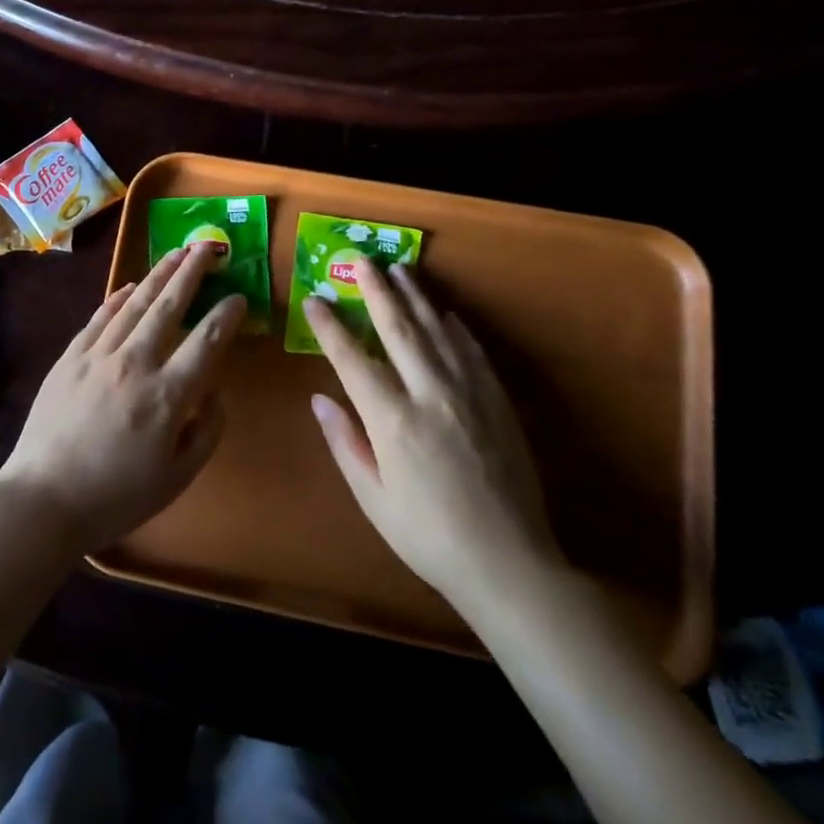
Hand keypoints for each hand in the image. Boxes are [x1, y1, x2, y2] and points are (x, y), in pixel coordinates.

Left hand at [0, 243, 244, 555]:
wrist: (43, 499)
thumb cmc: (116, 497)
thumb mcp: (177, 477)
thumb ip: (206, 430)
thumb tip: (215, 390)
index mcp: (167, 396)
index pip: (206, 342)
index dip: (227, 315)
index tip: (238, 297)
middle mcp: (135, 364)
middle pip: (169, 306)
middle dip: (191, 273)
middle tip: (207, 247)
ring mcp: (98, 356)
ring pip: (134, 304)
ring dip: (158, 275)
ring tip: (176, 253)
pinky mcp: (69, 358)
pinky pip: (99, 318)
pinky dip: (117, 298)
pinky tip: (130, 286)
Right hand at [306, 260, 564, 622]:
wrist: (510, 564)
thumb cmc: (428, 537)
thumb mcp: (373, 498)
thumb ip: (345, 443)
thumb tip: (319, 399)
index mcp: (392, 421)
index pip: (352, 359)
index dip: (329, 326)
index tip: (314, 299)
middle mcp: (429, 395)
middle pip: (397, 329)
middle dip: (375, 290)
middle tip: (361, 260)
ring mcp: (468, 394)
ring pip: (437, 331)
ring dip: (416, 297)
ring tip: (401, 269)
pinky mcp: (497, 402)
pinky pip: (472, 352)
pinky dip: (456, 328)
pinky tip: (446, 313)